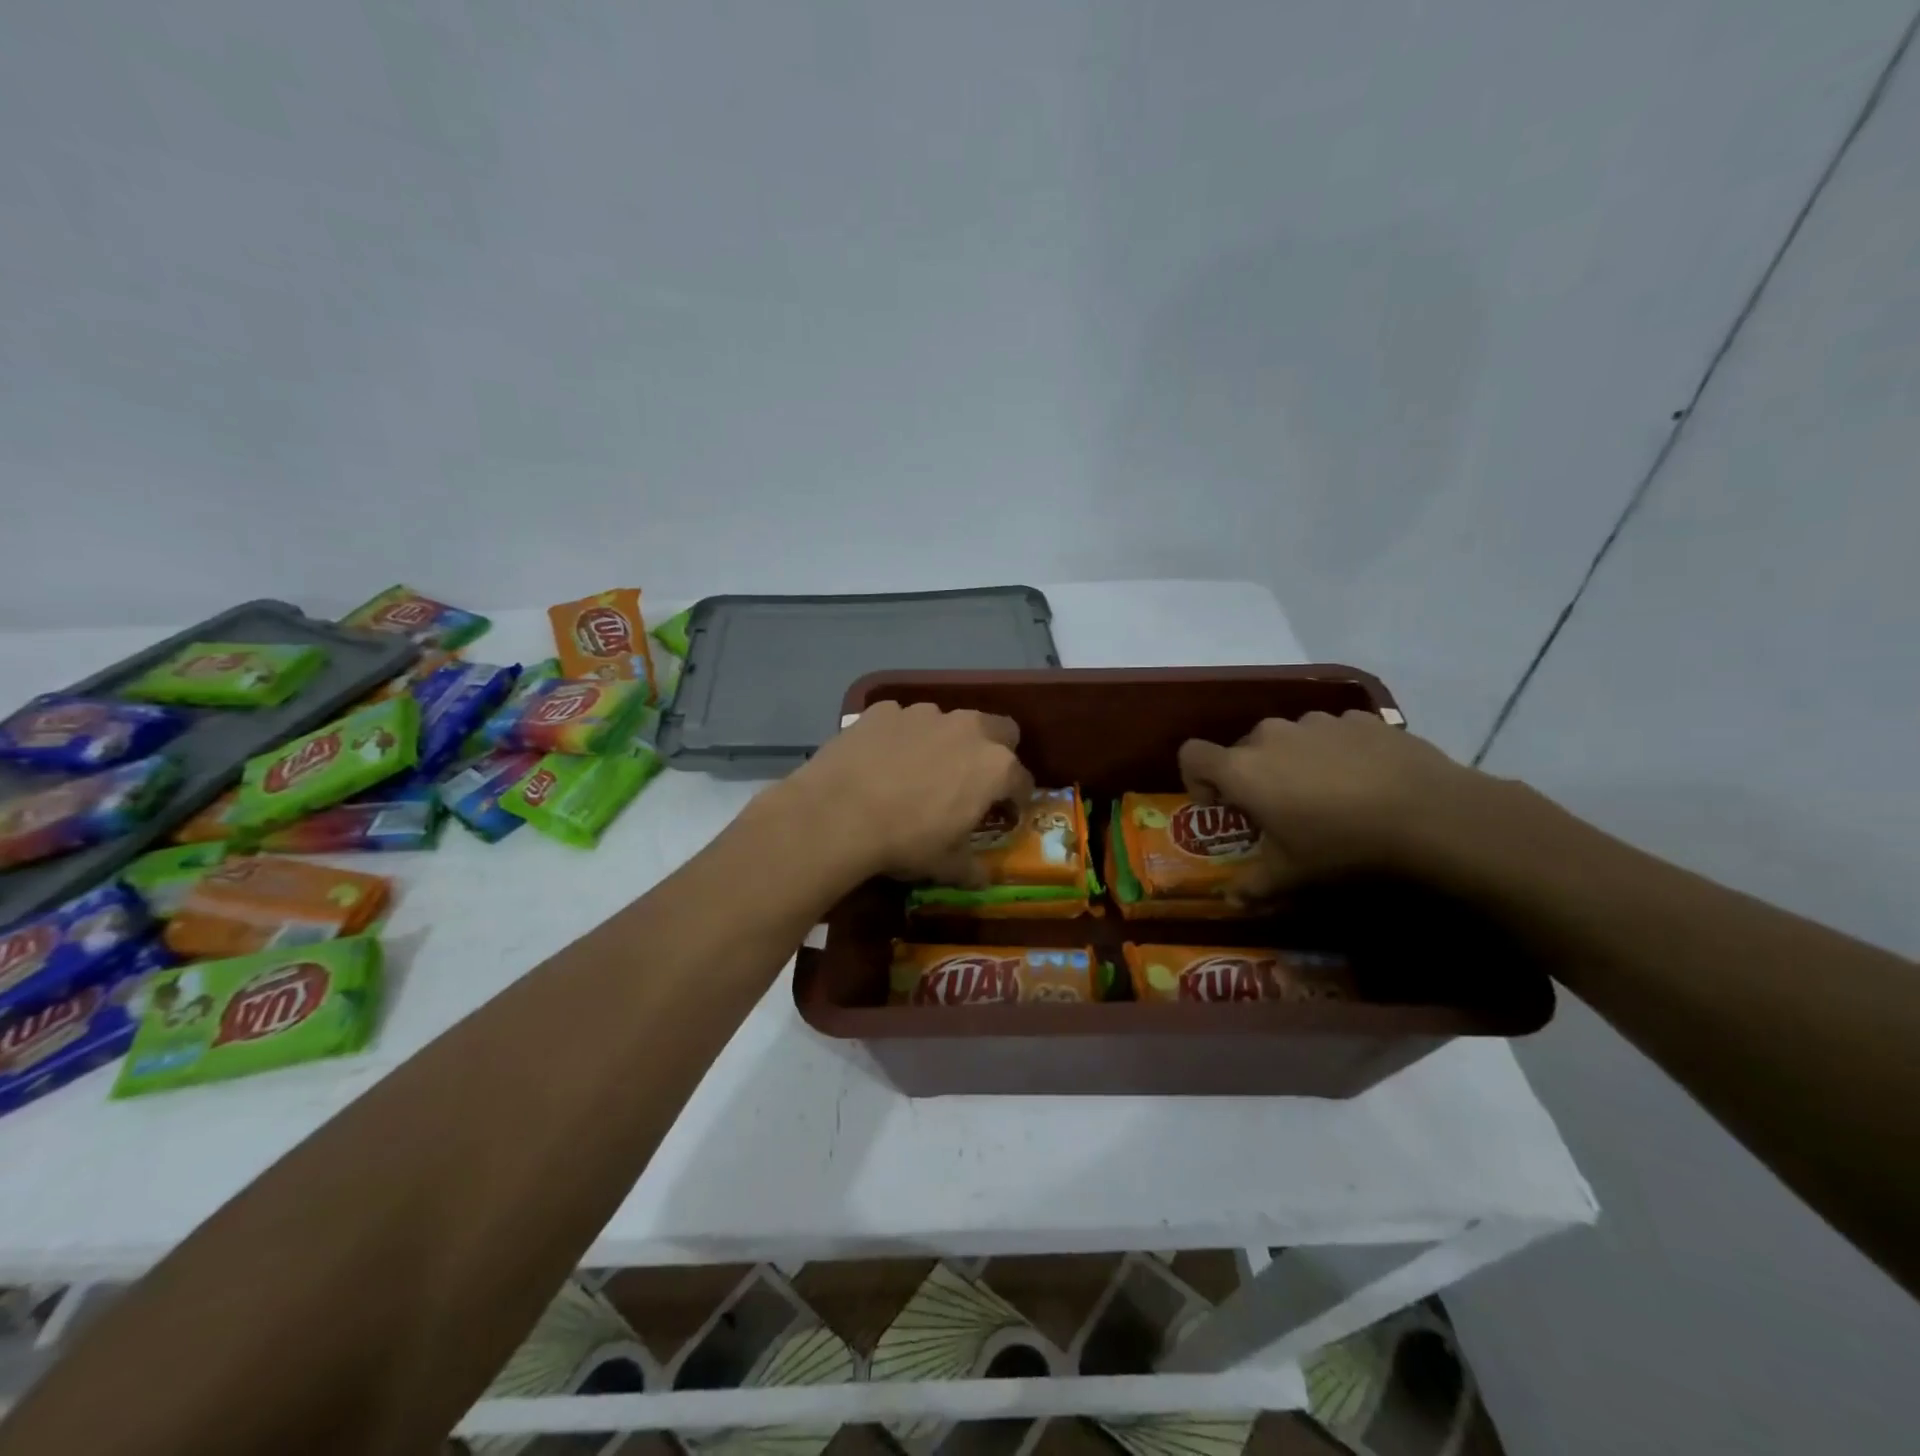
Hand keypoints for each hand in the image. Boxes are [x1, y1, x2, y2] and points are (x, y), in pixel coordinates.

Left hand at [775, 700, 1032, 883]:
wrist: (837, 813)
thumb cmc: (905, 841)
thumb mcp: (945, 865)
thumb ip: (971, 868)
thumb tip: (982, 878)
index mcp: (994, 767)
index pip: (1022, 780)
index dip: (1017, 798)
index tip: (1006, 812)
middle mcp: (967, 729)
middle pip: (999, 730)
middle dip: (994, 751)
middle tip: (973, 780)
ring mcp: (923, 714)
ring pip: (948, 722)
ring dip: (944, 742)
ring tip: (919, 770)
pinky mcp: (884, 710)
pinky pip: (903, 721)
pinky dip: (900, 737)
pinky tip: (881, 761)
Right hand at [1177, 710, 1505, 897]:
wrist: (1430, 814)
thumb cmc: (1342, 845)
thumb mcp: (1292, 875)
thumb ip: (1254, 886)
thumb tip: (1232, 901)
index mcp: (1243, 769)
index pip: (1192, 755)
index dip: (1196, 779)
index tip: (1222, 805)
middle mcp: (1270, 735)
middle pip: (1242, 749)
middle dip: (1251, 776)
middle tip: (1279, 809)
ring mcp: (1316, 722)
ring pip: (1288, 738)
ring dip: (1292, 761)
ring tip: (1326, 793)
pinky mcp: (1357, 718)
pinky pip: (1329, 733)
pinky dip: (1333, 752)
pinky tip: (1362, 779)